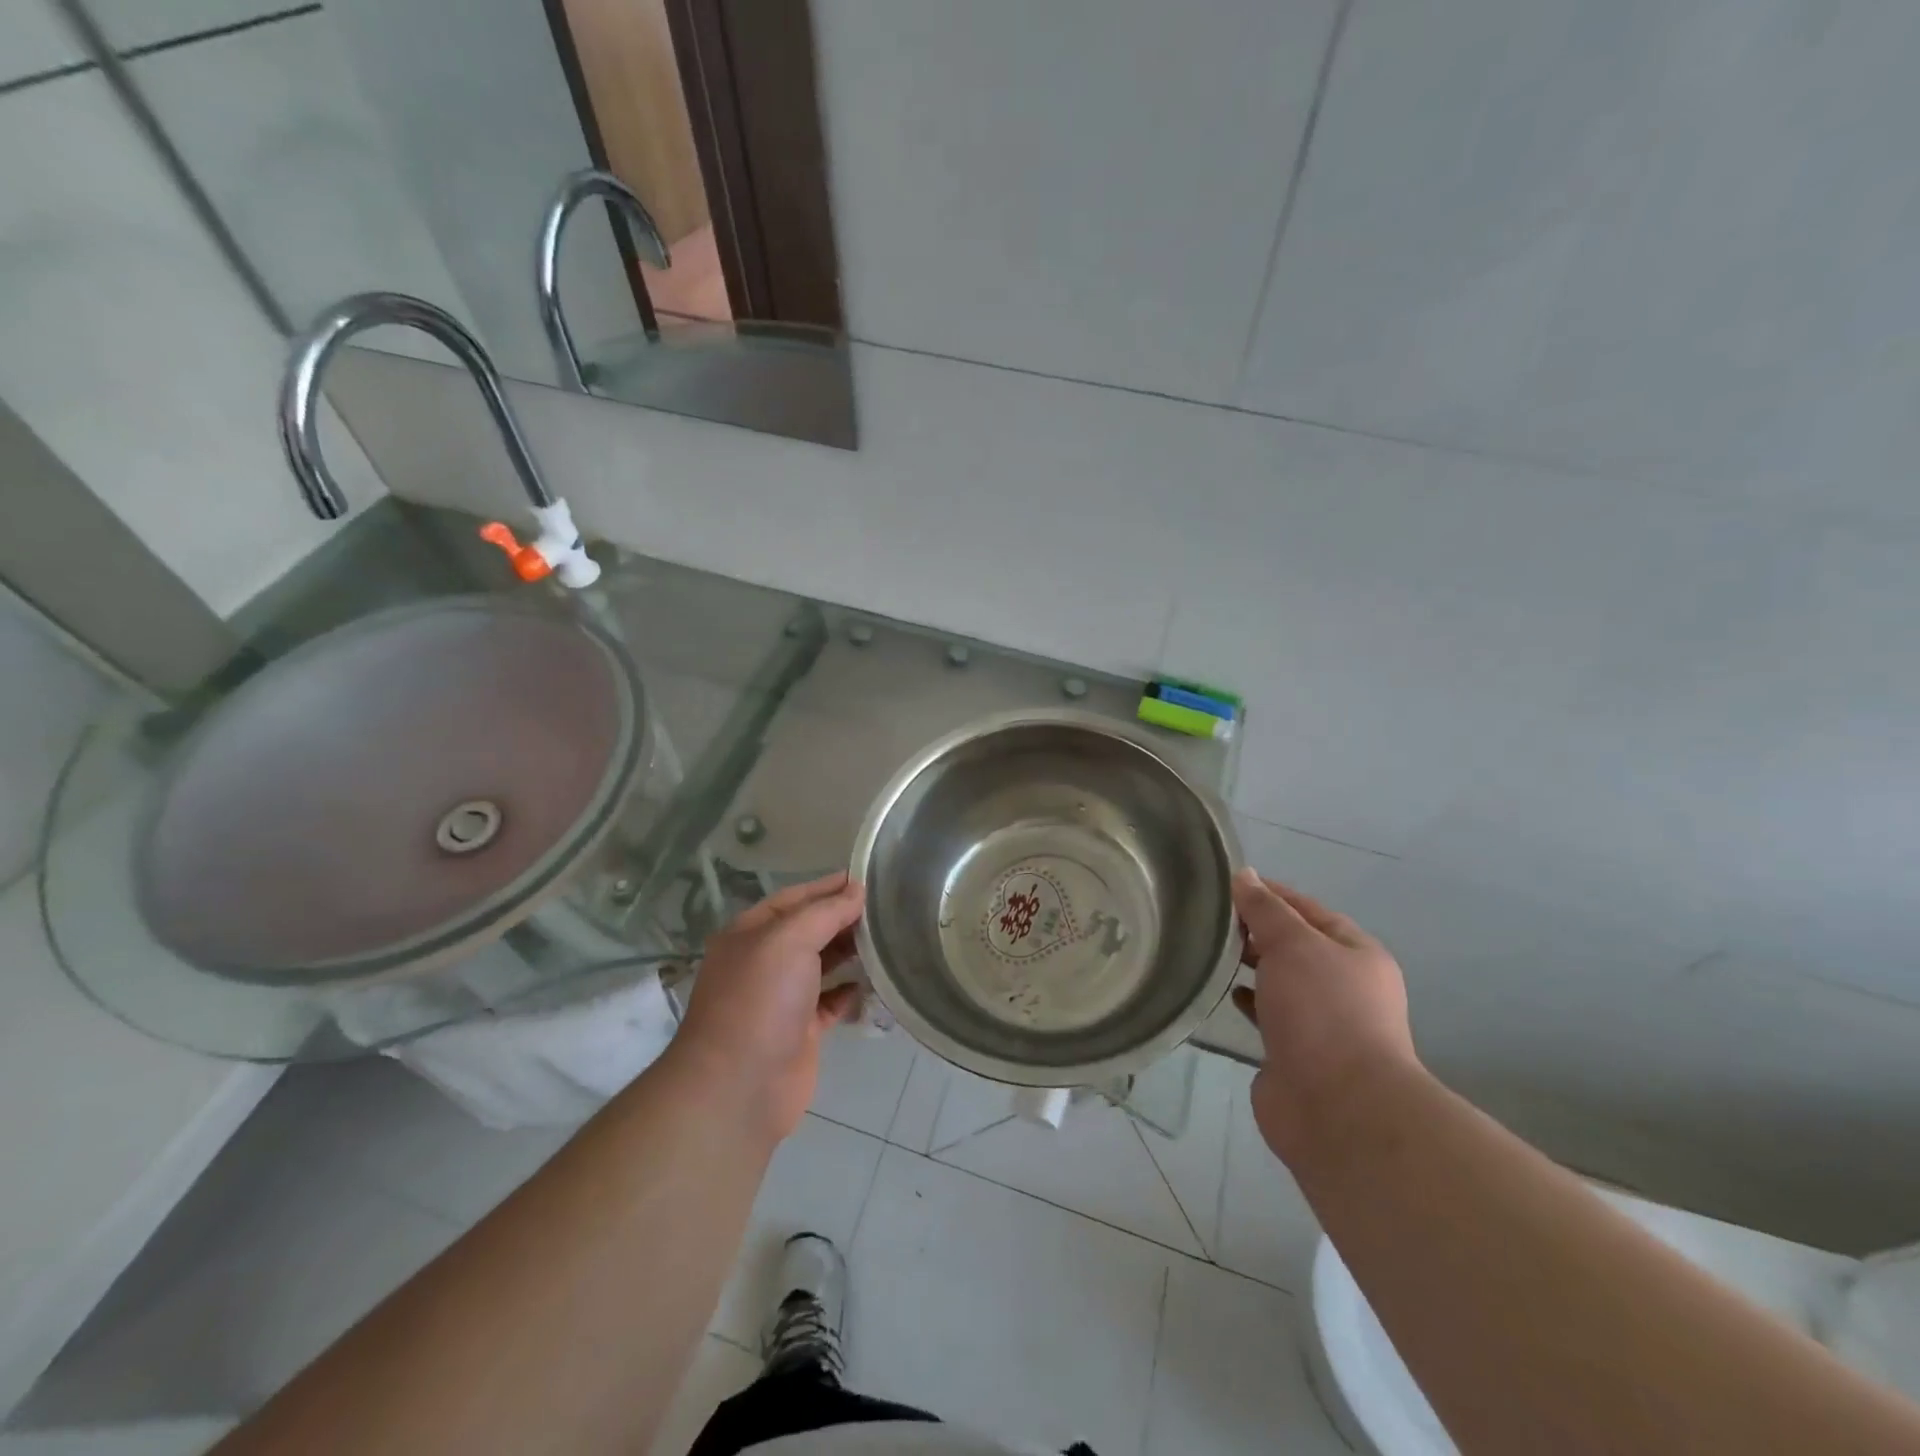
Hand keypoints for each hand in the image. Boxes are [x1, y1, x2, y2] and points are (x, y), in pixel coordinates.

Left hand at [675, 873, 866, 1141]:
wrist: (740, 1086)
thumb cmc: (760, 1000)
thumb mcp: (789, 940)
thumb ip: (825, 912)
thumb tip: (856, 890)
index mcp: (750, 933)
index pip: (794, 898)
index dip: (829, 887)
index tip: (868, 879)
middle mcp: (764, 962)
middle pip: (810, 929)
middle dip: (843, 917)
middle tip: (887, 907)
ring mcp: (781, 998)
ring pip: (822, 964)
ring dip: (850, 951)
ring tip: (887, 938)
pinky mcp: (800, 1031)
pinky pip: (831, 1001)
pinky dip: (850, 991)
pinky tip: (873, 982)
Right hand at [1229, 869, 1418, 1164]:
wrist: (1338, 1108)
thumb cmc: (1322, 1012)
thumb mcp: (1293, 944)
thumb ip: (1265, 909)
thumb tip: (1245, 875)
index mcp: (1356, 954)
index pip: (1307, 909)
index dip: (1269, 893)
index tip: (1226, 884)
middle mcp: (1343, 985)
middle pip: (1294, 945)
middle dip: (1256, 930)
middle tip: (1209, 917)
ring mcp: (1320, 1023)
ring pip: (1279, 981)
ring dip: (1250, 965)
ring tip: (1208, 950)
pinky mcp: (1295, 1054)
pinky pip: (1267, 1015)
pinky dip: (1247, 1000)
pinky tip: (1223, 993)